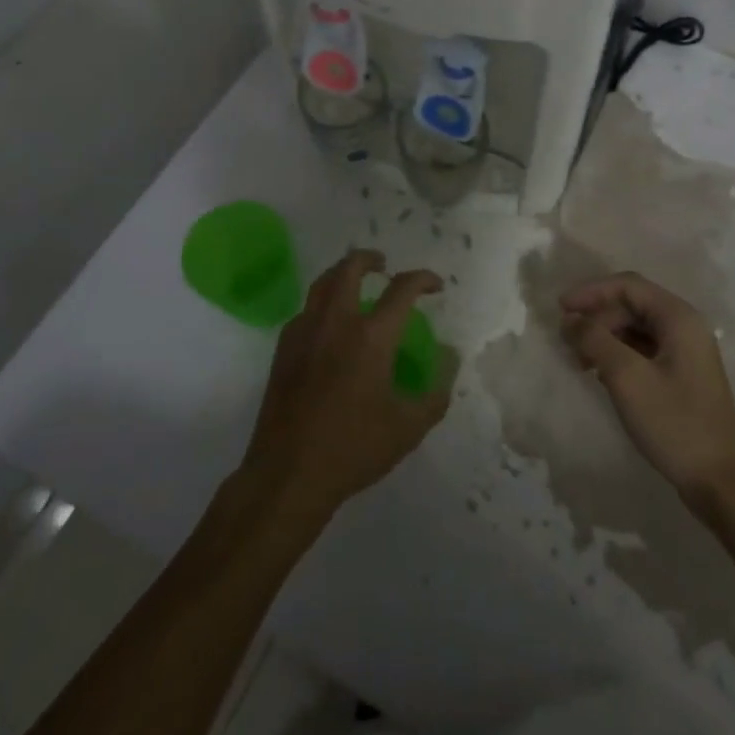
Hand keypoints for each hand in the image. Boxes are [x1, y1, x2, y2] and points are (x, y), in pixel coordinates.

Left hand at [240, 249, 451, 522]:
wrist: (288, 475)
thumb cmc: (353, 449)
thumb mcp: (409, 427)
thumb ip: (436, 392)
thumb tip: (450, 360)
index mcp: (371, 337)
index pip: (402, 289)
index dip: (423, 279)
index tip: (435, 285)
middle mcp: (336, 323)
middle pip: (350, 268)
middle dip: (370, 259)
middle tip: (384, 266)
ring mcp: (304, 333)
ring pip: (321, 283)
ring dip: (342, 274)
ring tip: (355, 283)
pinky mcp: (283, 350)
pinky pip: (305, 311)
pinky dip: (322, 304)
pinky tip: (329, 326)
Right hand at [562, 272, 734, 500]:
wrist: (721, 482)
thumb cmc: (674, 423)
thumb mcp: (627, 378)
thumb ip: (595, 340)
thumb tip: (569, 318)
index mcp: (679, 317)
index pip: (628, 285)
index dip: (591, 292)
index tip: (561, 308)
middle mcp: (685, 326)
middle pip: (632, 305)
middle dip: (597, 317)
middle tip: (567, 341)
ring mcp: (687, 352)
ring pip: (637, 328)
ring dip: (606, 337)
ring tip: (580, 361)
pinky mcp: (683, 375)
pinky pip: (645, 349)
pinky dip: (620, 354)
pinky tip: (601, 375)